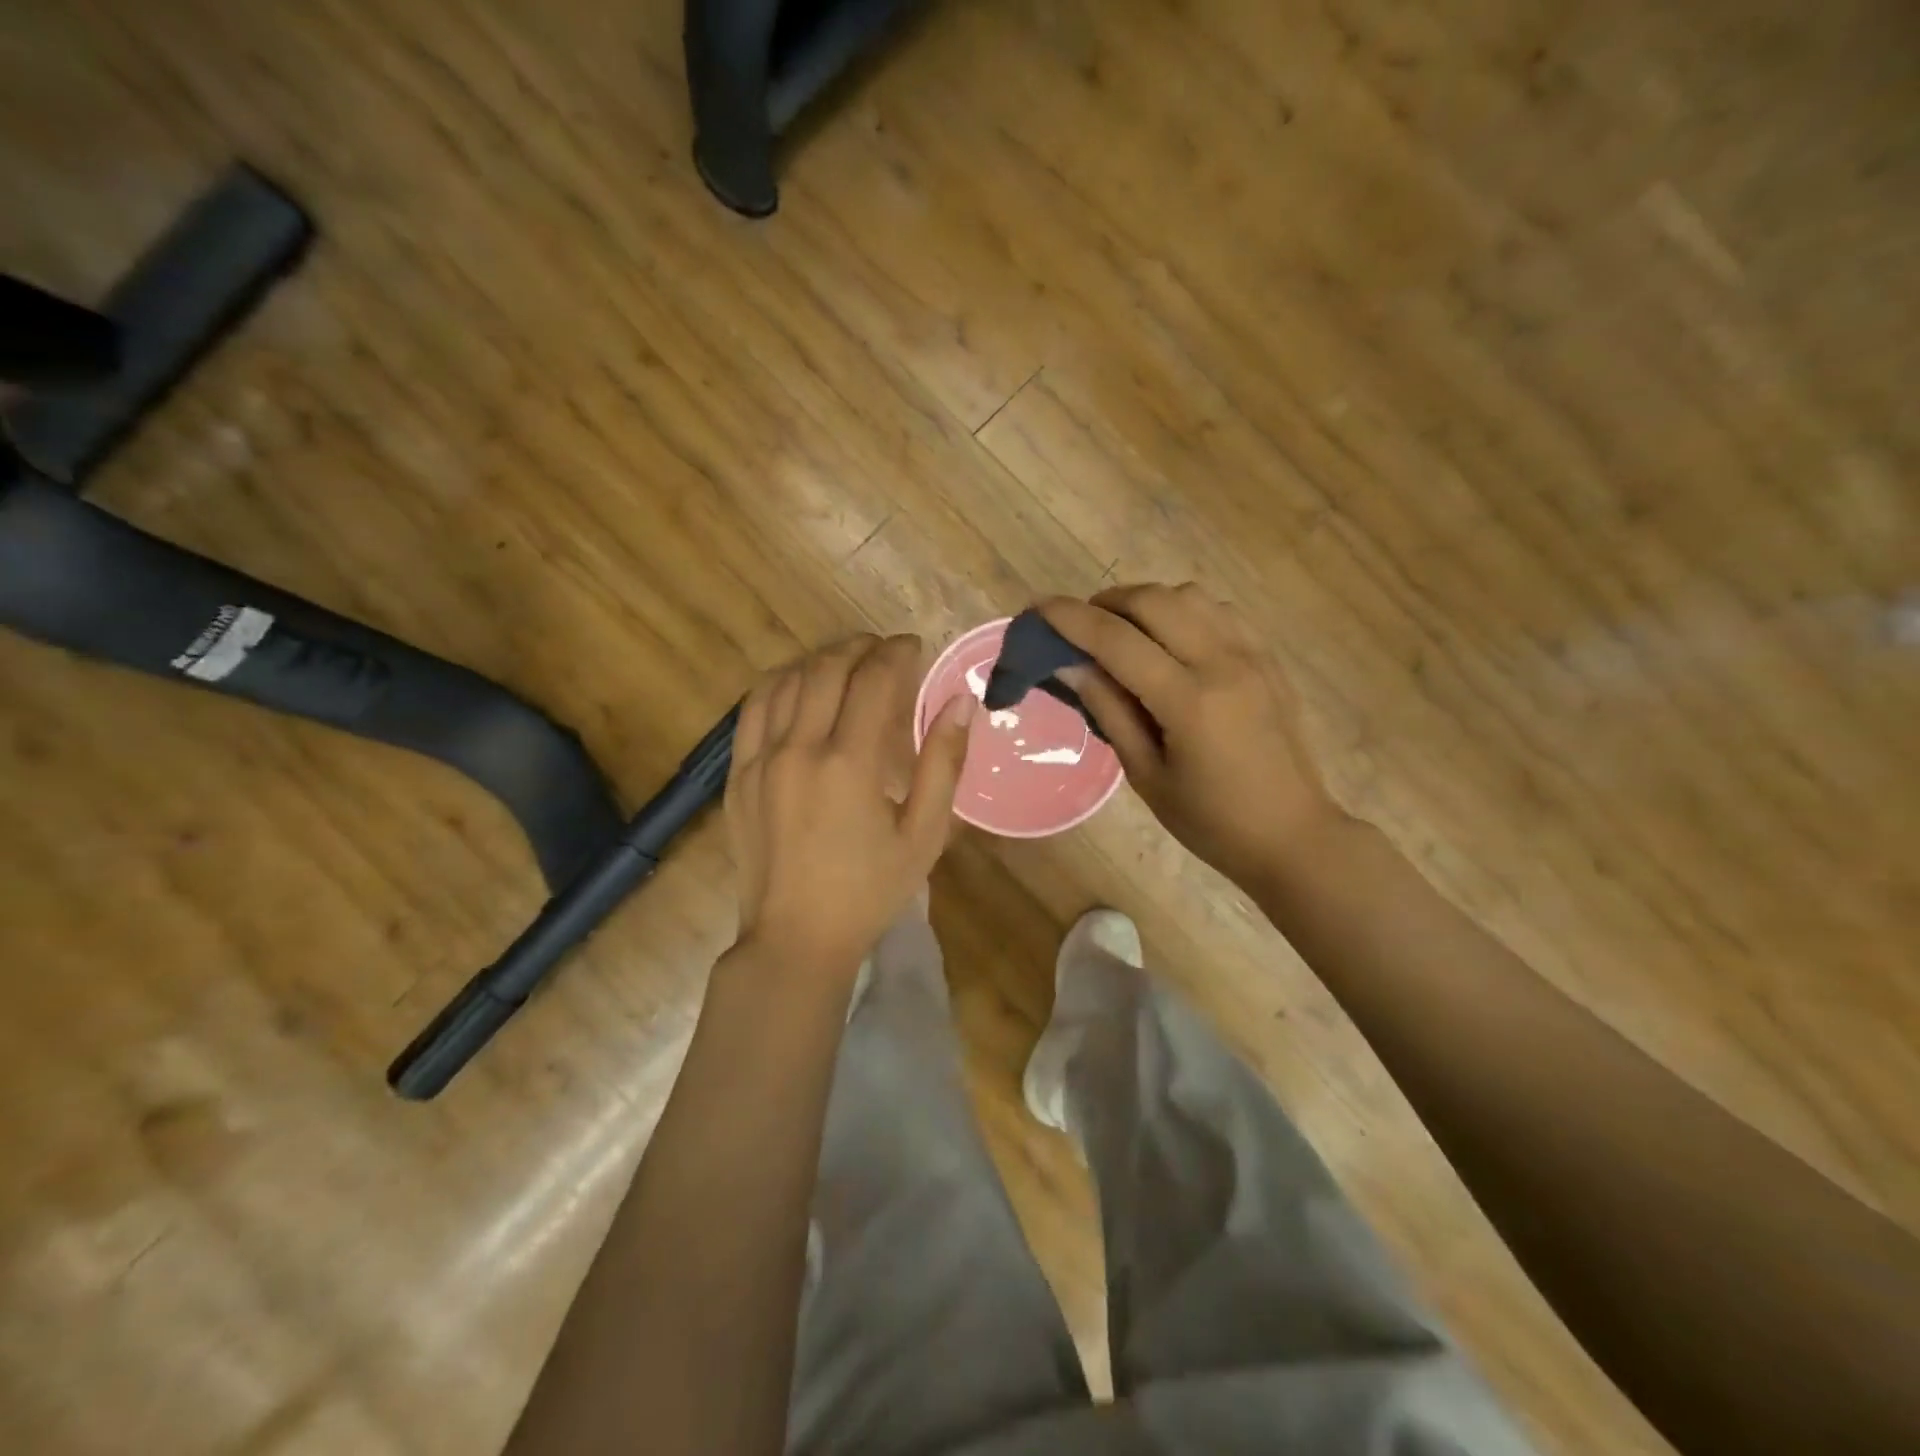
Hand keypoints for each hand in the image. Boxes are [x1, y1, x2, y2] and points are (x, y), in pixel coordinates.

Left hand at [726, 634, 974, 976]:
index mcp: (850, 763)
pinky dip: (779, 683)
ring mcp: (760, 760)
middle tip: (884, 651)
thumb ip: (943, 764)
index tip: (913, 647)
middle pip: (827, 669)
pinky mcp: (738, 774)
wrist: (795, 938)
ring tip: (846, 662)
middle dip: (859, 648)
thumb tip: (961, 703)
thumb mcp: (923, 835)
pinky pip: (752, 708)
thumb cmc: (870, 891)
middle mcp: (799, 749)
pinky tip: (799, 686)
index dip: (896, 653)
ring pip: (785, 680)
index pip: (873, 680)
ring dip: (819, 660)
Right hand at [1040, 585, 1341, 889]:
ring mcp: (1253, 655)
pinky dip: (1183, 611)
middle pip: (1154, 600)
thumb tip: (1069, 665)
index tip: (1038, 608)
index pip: (1117, 640)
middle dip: (1107, 602)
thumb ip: (1109, 710)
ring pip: (1189, 595)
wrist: (1293, 834)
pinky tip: (1170, 640)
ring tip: (1124, 631)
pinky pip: (1219, 611)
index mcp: (1189, 700)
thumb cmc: (1211, 821)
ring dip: (1146, 602)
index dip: (1071, 619)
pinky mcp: (1268, 658)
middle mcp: (1223, 662)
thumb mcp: (1147, 775)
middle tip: (1080, 626)